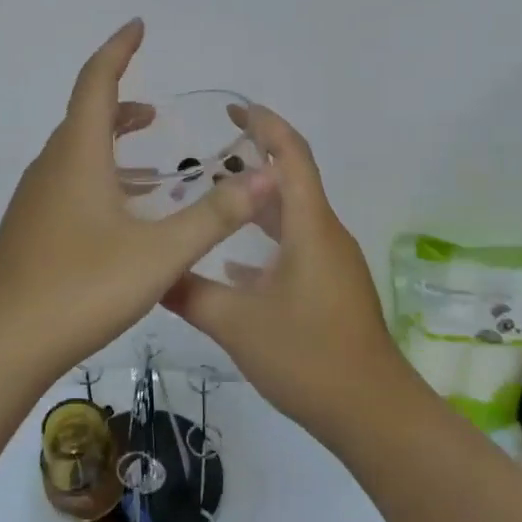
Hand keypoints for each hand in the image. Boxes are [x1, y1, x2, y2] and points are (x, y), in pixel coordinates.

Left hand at [0, 19, 276, 377]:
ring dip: (109, 144)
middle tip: (155, 110)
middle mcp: (51, 168)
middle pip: (84, 118)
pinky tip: (122, 214)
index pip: (96, 83)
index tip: (137, 26)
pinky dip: (98, 178)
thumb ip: (214, 215)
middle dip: (120, 104)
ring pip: (75, 154)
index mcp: (77, 156)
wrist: (4, 342)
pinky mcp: (31, 229)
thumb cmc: (82, 287)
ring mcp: (35, 200)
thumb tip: (265, 175)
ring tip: (149, 161)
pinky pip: (68, 184)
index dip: (118, 51)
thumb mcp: (160, 253)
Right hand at [161, 105, 408, 438]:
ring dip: (257, 204)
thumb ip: (189, 293)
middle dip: (254, 160)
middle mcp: (325, 236)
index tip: (234, 109)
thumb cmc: (307, 356)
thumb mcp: (235, 324)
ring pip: (292, 218)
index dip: (265, 126)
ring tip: (213, 199)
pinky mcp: (330, 289)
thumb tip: (149, 273)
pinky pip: (295, 249)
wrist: (371, 412)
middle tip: (207, 153)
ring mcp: (331, 264)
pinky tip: (231, 265)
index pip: (291, 156)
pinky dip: (265, 243)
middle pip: (291, 182)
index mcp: (310, 227)